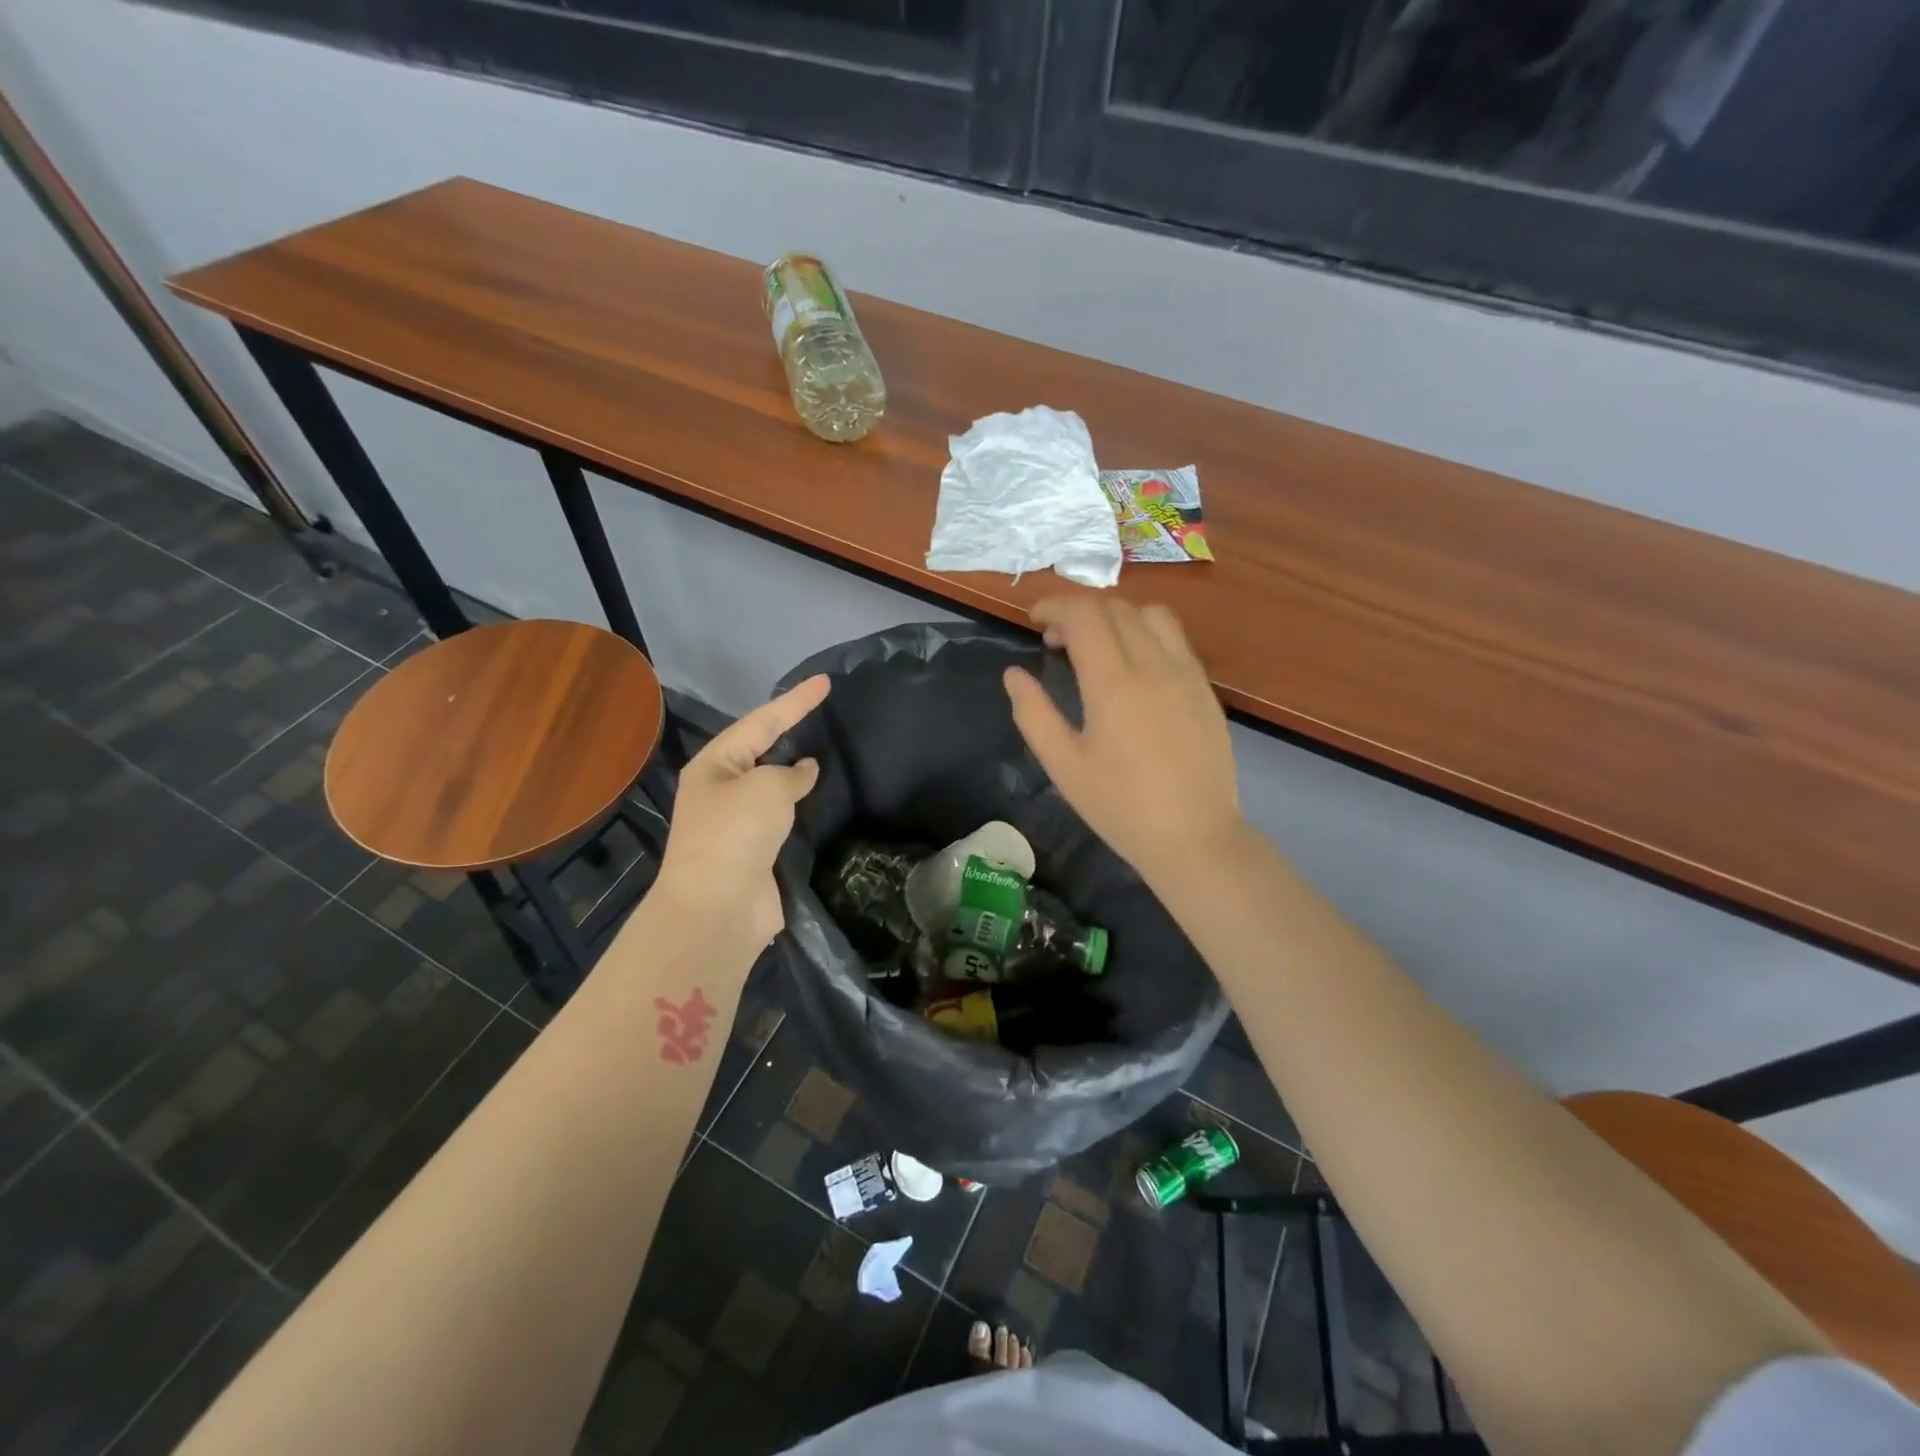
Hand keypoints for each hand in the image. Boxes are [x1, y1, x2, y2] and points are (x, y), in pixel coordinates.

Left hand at [652, 674, 829, 946]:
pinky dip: (800, 807)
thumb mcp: (767, 788)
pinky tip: (820, 801)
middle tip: (822, 712)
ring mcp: (736, 824)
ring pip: (772, 786)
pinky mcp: (755, 853)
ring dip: (795, 772)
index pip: (761, 722)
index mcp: (714, 766)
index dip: (795, 701)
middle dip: (790, 731)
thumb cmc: (736, 834)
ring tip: (827, 753)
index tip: (825, 681)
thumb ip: (790, 773)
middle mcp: (721, 790)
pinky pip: (782, 818)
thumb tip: (804, 771)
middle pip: (761, 750)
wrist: (718, 908)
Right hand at [1004, 598, 1241, 879]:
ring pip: (1151, 615)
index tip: (1034, 620)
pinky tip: (1134, 668)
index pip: (1084, 615)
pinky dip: (1145, 633)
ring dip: (1117, 616)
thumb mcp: (1064, 766)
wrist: (1195, 836)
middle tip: (1056, 641)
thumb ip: (1034, 714)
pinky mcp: (1205, 688)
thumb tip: (1014, 674)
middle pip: (1115, 607)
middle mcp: (1154, 664)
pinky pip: (1175, 639)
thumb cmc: (1121, 807)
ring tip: (1099, 646)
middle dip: (1079, 612)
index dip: (1054, 606)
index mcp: (1113, 683)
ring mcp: (1186, 673)